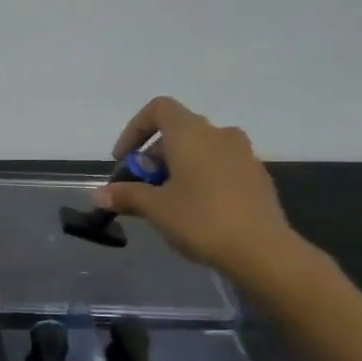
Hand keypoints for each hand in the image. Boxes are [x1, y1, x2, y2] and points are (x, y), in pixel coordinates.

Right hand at [93, 96, 293, 277]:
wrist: (263, 251)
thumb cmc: (201, 219)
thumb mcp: (155, 208)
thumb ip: (126, 195)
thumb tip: (98, 194)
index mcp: (191, 134)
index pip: (159, 109)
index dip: (134, 129)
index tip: (124, 160)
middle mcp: (220, 134)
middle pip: (178, 132)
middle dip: (153, 157)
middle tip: (141, 189)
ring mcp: (244, 155)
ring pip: (201, 150)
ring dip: (178, 168)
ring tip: (167, 201)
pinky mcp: (258, 177)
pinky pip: (221, 167)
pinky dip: (201, 178)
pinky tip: (196, 211)